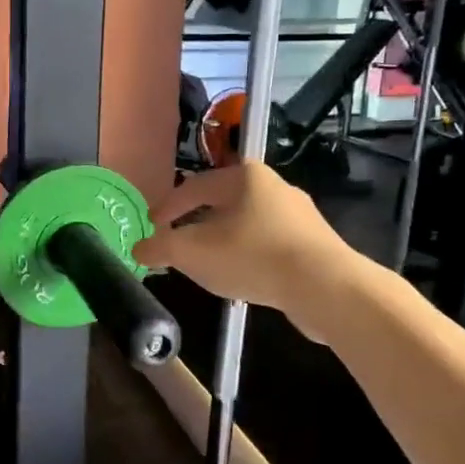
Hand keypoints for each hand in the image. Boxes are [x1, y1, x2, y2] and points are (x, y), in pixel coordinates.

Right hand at [132, 164, 353, 323]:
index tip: (151, 226)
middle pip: (222, 202)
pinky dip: (247, 255)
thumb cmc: (253, 257)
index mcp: (244, 177)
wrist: (326, 286)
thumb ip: (161, 248)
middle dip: (195, 223)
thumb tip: (139, 249)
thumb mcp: (193, 253)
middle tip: (177, 243)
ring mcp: (298, 215)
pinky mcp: (313, 243)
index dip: (167, 206)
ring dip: (222, 240)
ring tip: (206, 263)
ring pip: (246, 224)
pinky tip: (242, 276)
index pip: (194, 186)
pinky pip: (268, 244)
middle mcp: (274, 186)